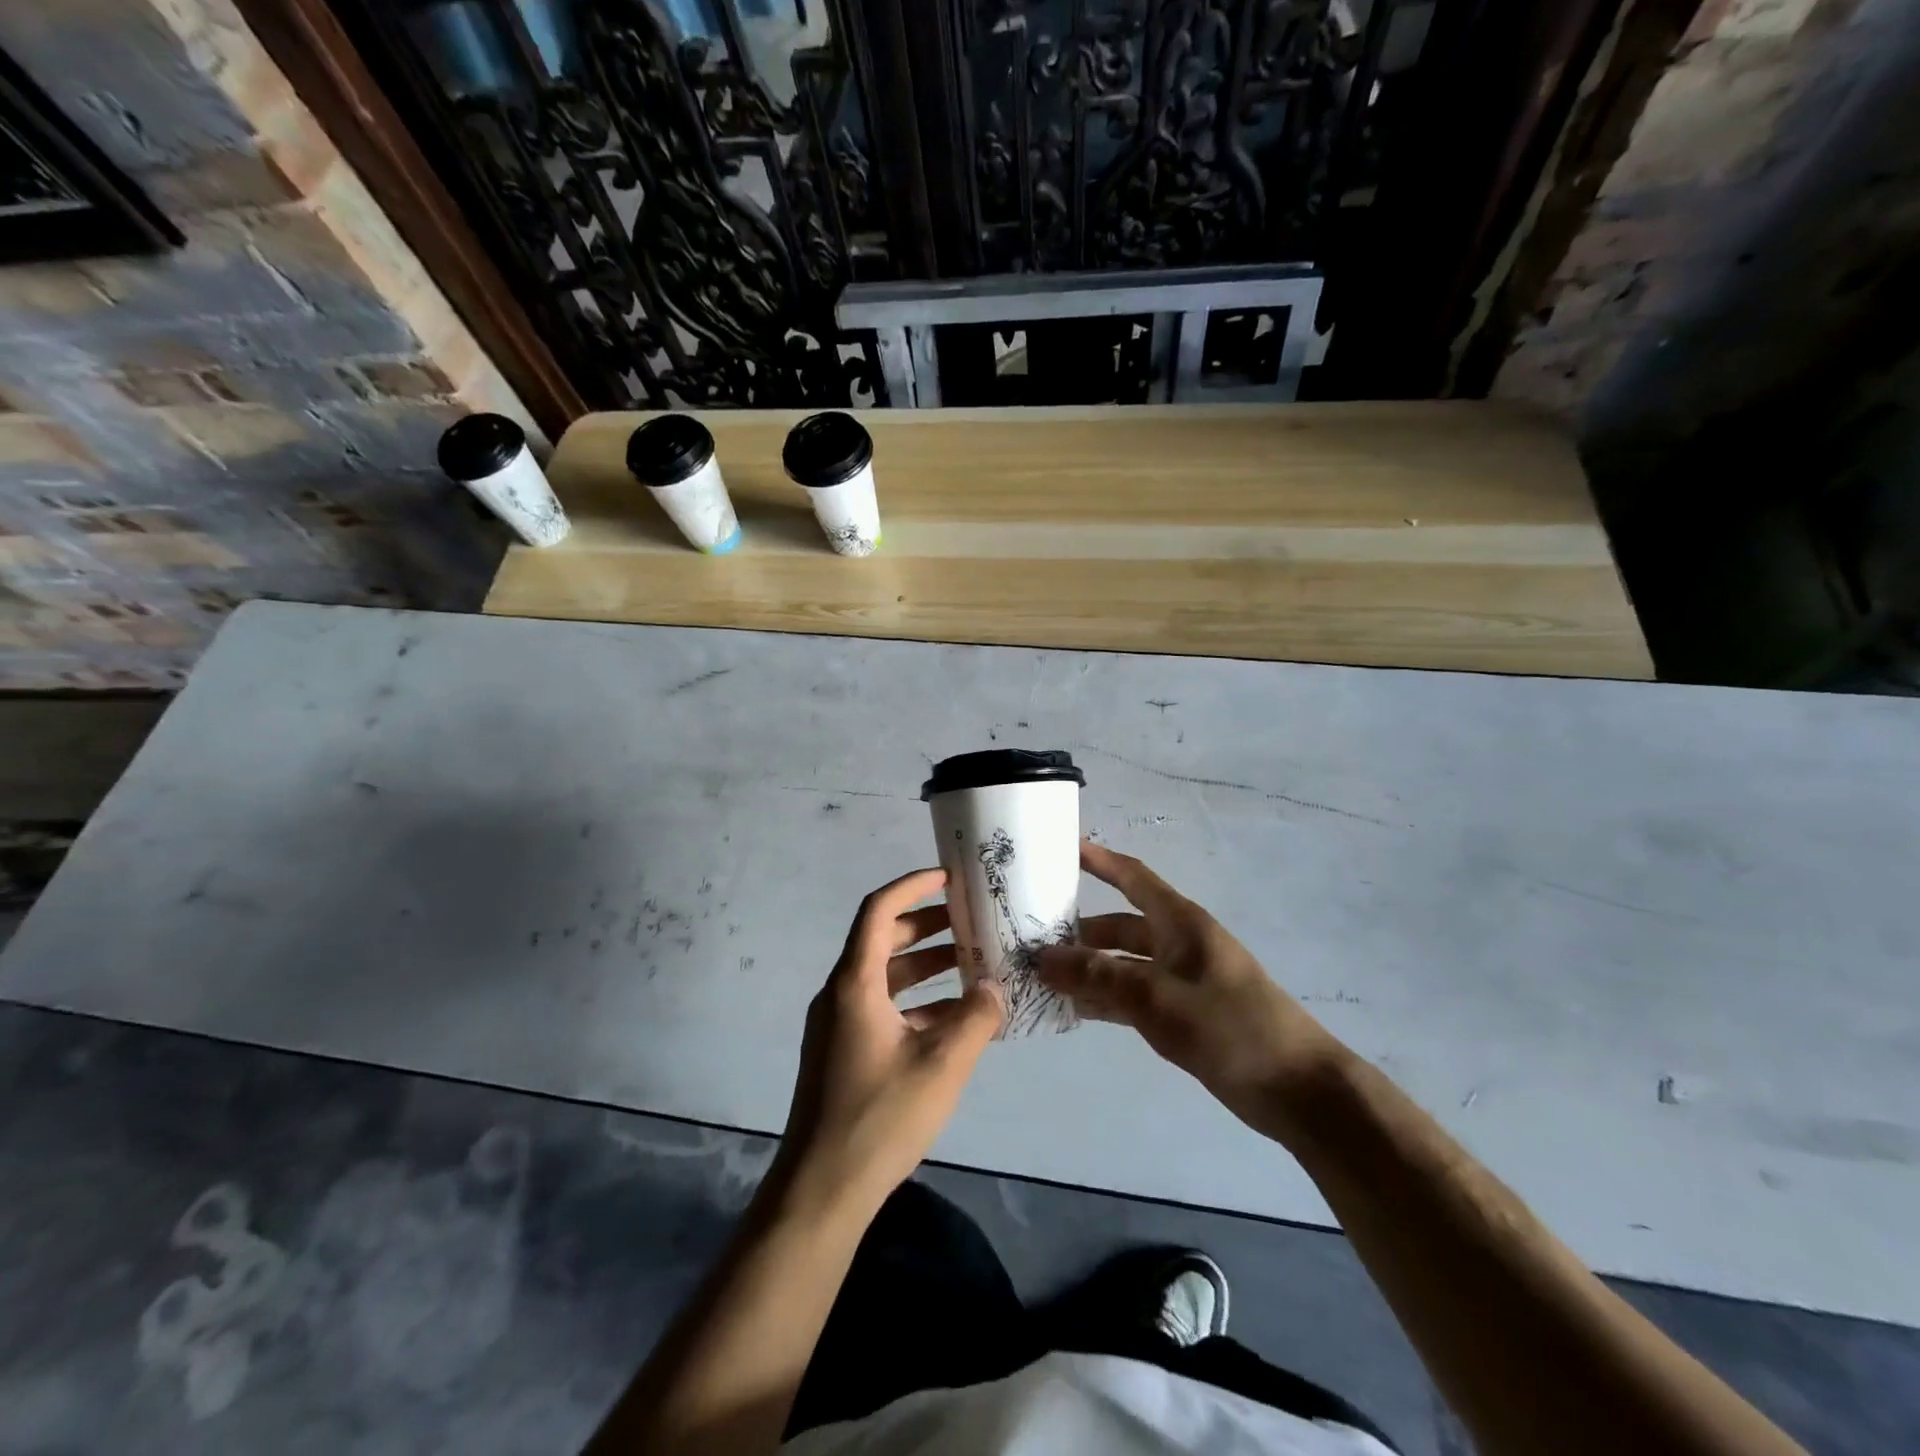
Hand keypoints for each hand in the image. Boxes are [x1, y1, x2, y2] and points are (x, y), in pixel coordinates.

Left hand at [778, 868, 1003, 1212]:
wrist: (821, 1190)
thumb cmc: (879, 1118)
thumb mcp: (941, 1066)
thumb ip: (976, 1019)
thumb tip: (996, 988)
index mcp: (854, 984)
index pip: (878, 910)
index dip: (913, 886)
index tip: (949, 878)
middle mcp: (841, 994)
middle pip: (882, 940)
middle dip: (927, 926)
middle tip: (970, 920)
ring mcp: (839, 1024)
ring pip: (885, 977)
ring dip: (926, 967)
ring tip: (973, 965)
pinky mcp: (843, 1052)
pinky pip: (884, 1008)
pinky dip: (917, 1002)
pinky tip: (956, 1018)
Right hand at [1038, 842, 1335, 1136]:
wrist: (1297, 1090)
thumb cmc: (1231, 1027)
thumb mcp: (1158, 997)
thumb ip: (1098, 976)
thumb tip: (1042, 958)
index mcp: (1180, 922)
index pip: (1132, 878)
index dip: (1099, 861)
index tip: (1061, 849)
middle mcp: (1177, 943)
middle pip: (1120, 926)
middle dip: (1079, 931)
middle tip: (1031, 938)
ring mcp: (1179, 981)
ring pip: (1122, 965)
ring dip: (1087, 970)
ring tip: (1040, 977)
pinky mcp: (1181, 1015)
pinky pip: (1132, 997)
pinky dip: (1105, 1000)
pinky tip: (1072, 1010)